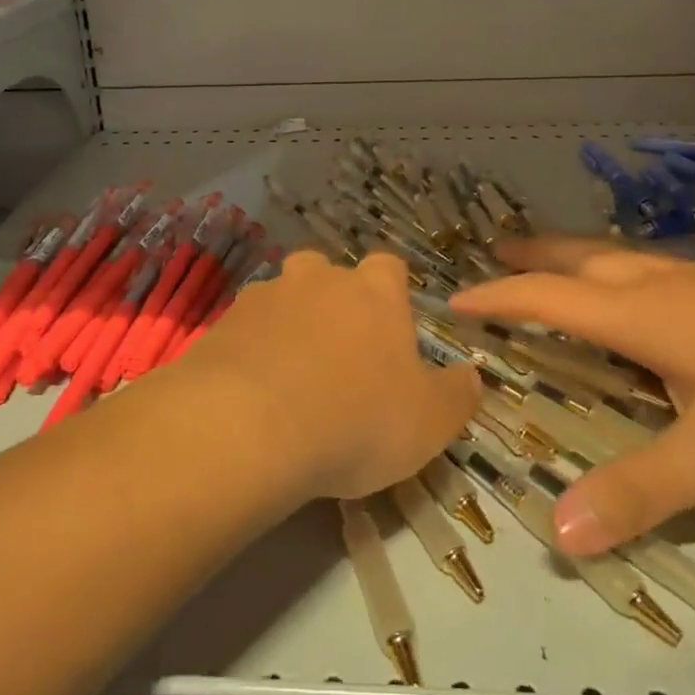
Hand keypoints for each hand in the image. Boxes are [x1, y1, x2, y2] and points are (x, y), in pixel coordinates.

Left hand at [185, 250, 479, 501]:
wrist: (249, 426)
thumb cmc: (356, 419)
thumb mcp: (429, 422)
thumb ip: (457, 395)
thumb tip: (472, 375)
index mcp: (373, 292)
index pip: (389, 268)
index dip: (391, 294)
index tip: (390, 331)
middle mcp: (319, 279)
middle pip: (328, 272)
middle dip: (333, 302)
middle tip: (337, 353)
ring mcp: (265, 296)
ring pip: (282, 297)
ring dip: (288, 324)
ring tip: (289, 376)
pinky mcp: (221, 324)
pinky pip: (244, 329)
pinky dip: (250, 350)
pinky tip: (251, 392)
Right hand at [450, 236, 694, 555]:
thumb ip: (642, 491)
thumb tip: (558, 535)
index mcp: (641, 315)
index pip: (546, 299)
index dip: (497, 298)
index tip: (454, 299)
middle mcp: (662, 286)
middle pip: (580, 261)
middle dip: (533, 257)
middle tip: (497, 250)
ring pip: (622, 259)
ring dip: (577, 259)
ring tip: (558, 264)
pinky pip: (658, 270)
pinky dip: (624, 273)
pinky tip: (654, 295)